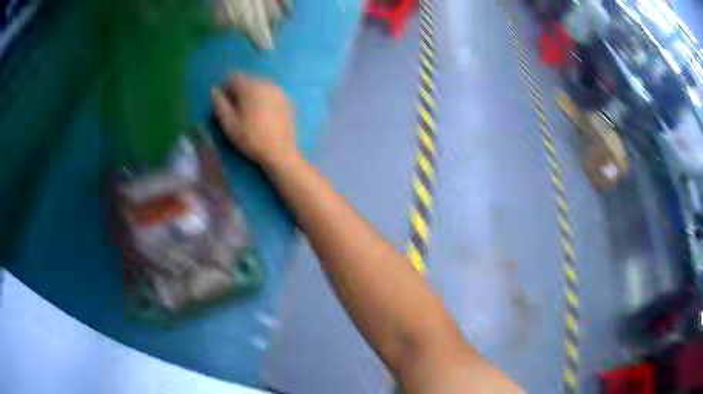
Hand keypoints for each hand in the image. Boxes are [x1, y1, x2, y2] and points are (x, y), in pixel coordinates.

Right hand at [211, 74, 298, 169]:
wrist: (281, 152)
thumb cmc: (251, 138)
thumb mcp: (229, 123)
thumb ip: (219, 104)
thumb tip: (214, 90)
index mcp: (251, 86)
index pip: (233, 76)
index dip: (225, 88)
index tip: (224, 104)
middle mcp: (267, 83)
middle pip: (247, 79)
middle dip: (238, 91)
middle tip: (235, 111)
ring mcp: (279, 90)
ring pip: (259, 85)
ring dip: (251, 94)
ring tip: (249, 114)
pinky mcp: (287, 100)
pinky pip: (270, 93)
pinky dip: (264, 99)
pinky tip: (263, 116)